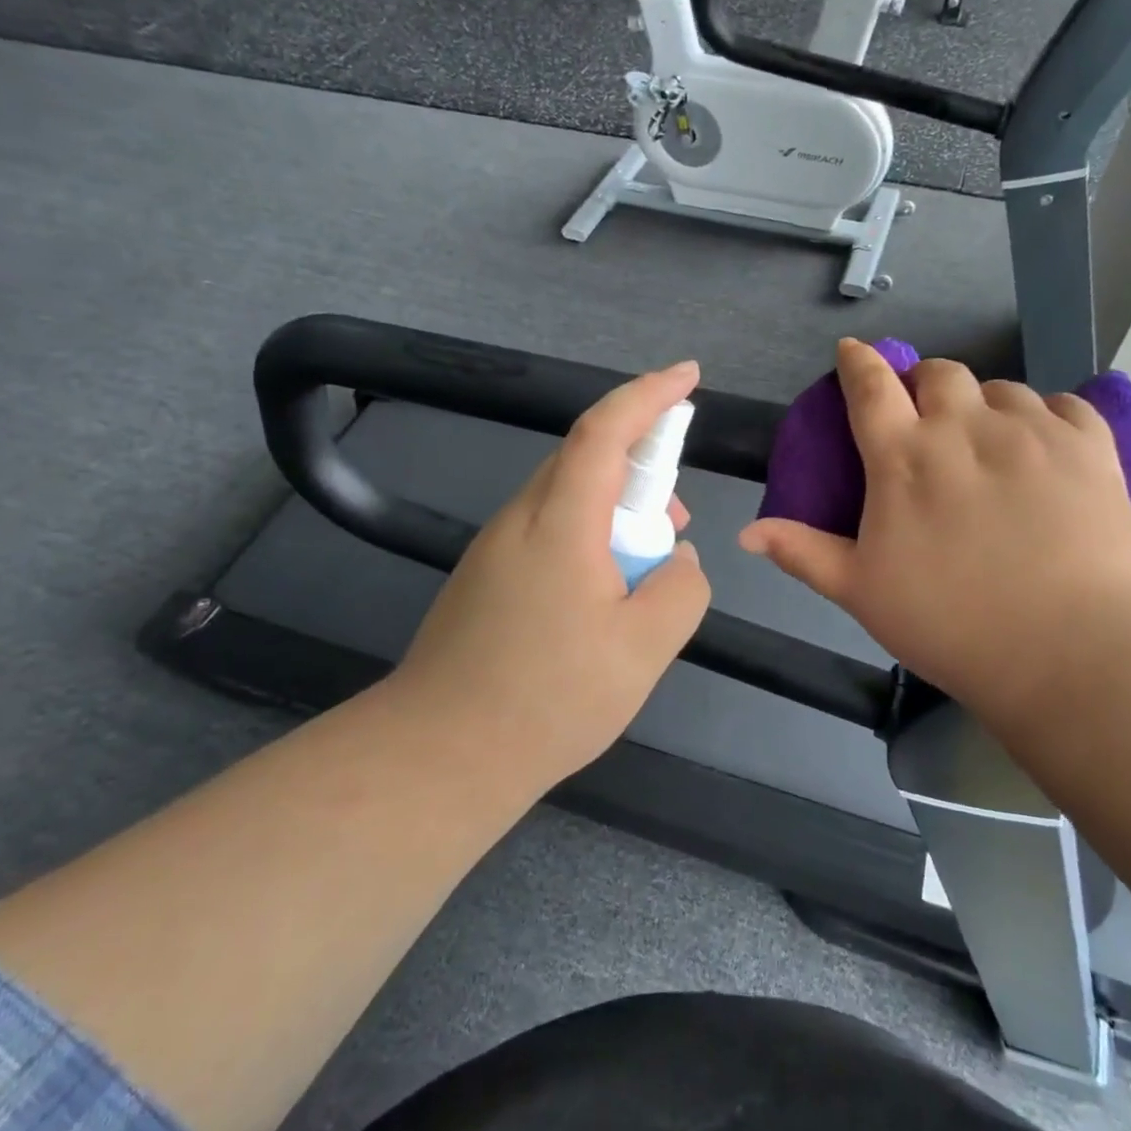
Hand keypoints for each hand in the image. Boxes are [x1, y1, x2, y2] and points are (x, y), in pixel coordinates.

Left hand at [395, 361, 712, 785]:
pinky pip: (549, 531)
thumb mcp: (645, 649)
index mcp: (560, 522)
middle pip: (586, 459)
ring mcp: (495, 547)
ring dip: (615, 510)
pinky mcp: (485, 576)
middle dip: (641, 466)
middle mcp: (521, 518)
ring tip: (647, 567)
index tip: (689, 377)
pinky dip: (589, 538)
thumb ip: (681, 589)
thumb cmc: (548, 698)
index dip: (649, 394)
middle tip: (677, 515)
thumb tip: (677, 559)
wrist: (441, 754)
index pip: (605, 431)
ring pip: (567, 498)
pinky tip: (603, 595)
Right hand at [738, 339, 1130, 717]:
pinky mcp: (1089, 446)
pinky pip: (1065, 405)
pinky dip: (1048, 417)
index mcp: (903, 458)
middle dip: (925, 383)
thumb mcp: (860, 591)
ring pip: (1002, 388)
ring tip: (990, 442)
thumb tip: (745, 533)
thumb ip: (802, 552)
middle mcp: (964, 427)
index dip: (858, 362)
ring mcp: (1031, 431)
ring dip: (985, 405)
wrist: (1068, 650)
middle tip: (928, 414)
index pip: (871, 387)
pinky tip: (1045, 446)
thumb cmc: (950, 622)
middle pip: (940, 373)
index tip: (853, 350)